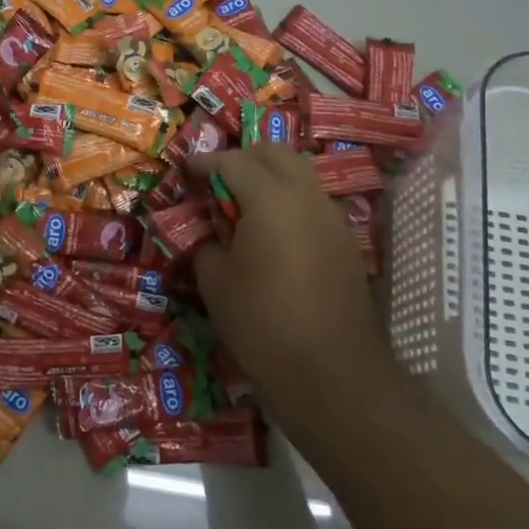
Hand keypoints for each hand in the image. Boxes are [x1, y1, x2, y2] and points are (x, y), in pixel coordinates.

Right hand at [188, 147, 392, 402]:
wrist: (332, 375)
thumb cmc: (262, 322)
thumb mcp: (215, 280)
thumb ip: (205, 241)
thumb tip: (207, 230)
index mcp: (270, 197)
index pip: (231, 161)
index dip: (203, 162)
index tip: (183, 169)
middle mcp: (307, 196)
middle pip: (274, 154)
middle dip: (241, 159)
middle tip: (214, 181)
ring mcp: (332, 218)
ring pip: (299, 174)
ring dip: (268, 177)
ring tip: (241, 204)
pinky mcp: (345, 242)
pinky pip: (312, 202)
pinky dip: (287, 201)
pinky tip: (270, 231)